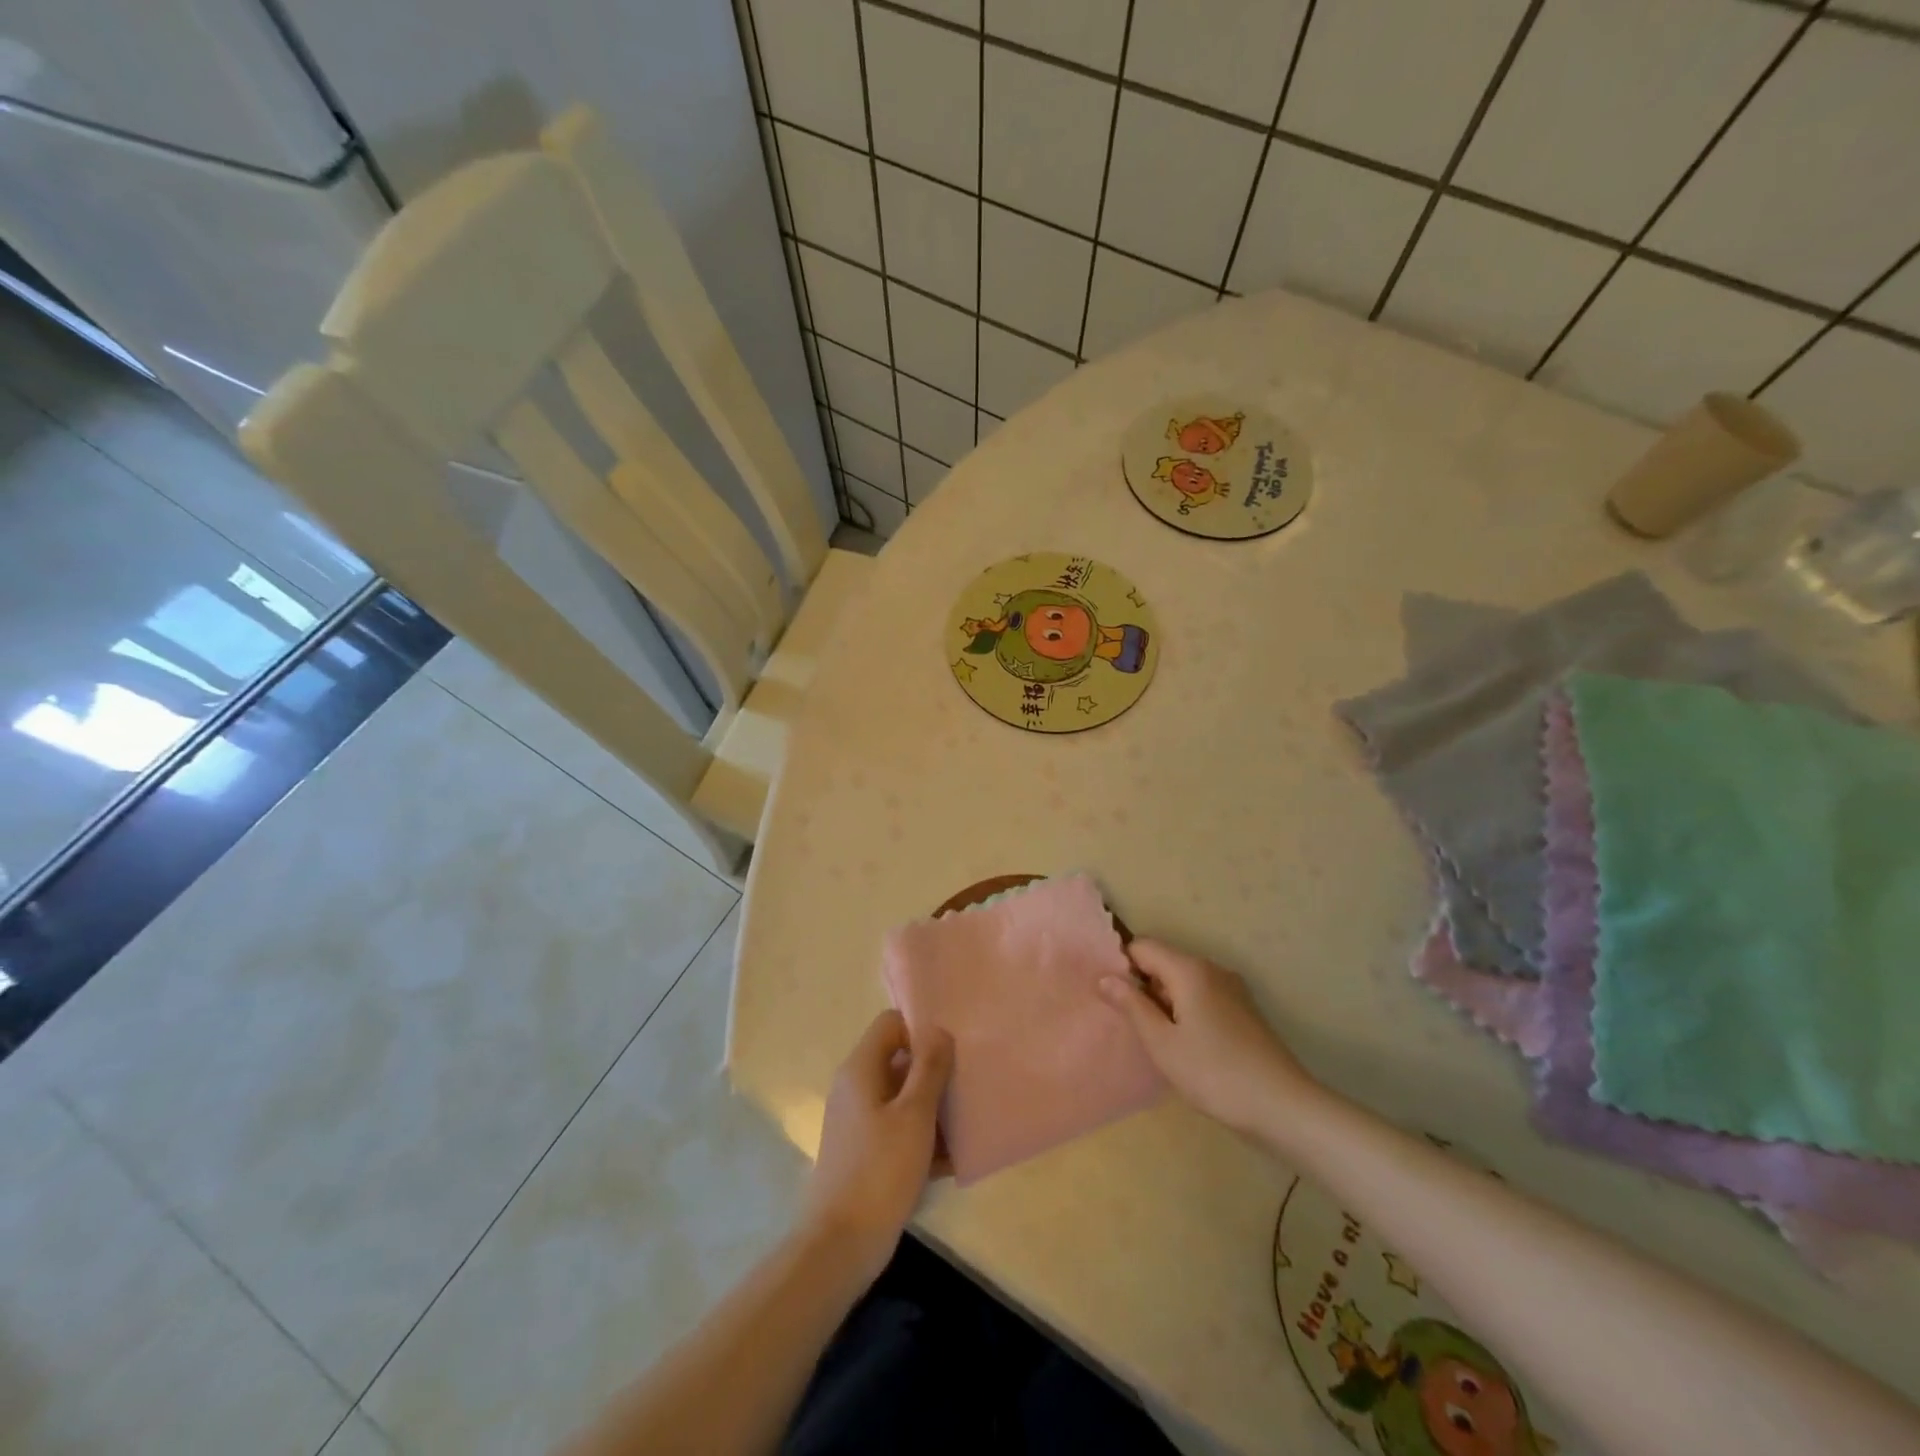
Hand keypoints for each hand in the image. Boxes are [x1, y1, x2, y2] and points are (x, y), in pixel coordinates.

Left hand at [803, 1010, 953, 1279]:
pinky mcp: (866, 1152)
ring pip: (903, 1098)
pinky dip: (923, 1137)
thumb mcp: (914, 1115)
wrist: (840, 1246)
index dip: (921, 1028)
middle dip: (934, 1069)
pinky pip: (900, 1130)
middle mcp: (856, 1088)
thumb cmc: (879, 1171)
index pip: (891, 1023)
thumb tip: (939, 1029)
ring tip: (970, 1118)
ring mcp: (859, 1122)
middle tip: (969, 1080)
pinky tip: (954, 1158)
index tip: (954, 1046)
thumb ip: (929, 1068)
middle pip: (899, 1060)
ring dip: (934, 1106)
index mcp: (861, 1069)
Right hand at [1099, 939, 1317, 1137]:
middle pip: (1164, 962)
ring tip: (1155, 1038)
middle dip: (1143, 986)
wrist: (1283, 1107)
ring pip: (1183, 981)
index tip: (1111, 998)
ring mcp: (1231, 989)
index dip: (1122, 966)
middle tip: (1130, 1024)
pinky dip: (1186, 1010)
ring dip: (1164, 1001)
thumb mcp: (1162, 1043)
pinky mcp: (1243, 1010)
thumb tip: (1104, 977)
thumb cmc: (1214, 1073)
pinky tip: (1185, 1045)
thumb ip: (1131, 1005)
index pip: (1143, 946)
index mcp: (1189, 969)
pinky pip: (1202, 996)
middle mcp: (1211, 969)